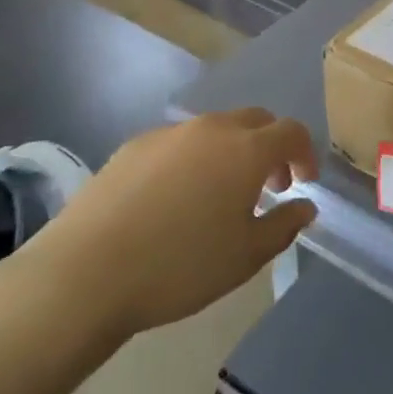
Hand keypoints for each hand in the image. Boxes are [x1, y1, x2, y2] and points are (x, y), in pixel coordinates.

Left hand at [18, 109, 316, 342]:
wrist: (86, 272)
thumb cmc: (180, 267)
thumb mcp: (246, 257)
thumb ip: (283, 226)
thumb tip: (305, 206)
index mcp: (245, 150)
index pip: (291, 132)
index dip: (305, 154)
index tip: (304, 183)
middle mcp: (211, 129)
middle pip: (255, 121)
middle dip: (270, 147)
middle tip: (268, 186)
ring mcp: (169, 133)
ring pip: (215, 129)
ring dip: (232, 152)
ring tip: (221, 196)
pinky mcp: (133, 146)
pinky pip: (179, 143)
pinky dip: (194, 160)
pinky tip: (175, 200)